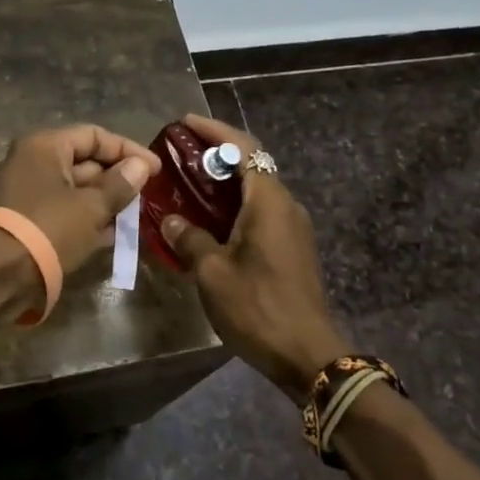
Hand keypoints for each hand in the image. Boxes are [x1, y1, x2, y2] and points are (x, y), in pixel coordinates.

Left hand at [0, 124, 158, 273]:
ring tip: (135, 216)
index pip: (94, 135)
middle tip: (146, 196)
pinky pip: (63, 210)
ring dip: (104, 201)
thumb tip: (140, 166)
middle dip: (116, 178)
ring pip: (75, 188)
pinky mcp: (26, 219)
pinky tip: (112, 234)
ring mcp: (26, 191)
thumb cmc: (48, 230)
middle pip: (84, 161)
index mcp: (44, 146)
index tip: (156, 170)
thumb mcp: (91, 207)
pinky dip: (86, 218)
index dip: (128, 150)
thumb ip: (119, 184)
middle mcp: (32, 161)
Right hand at [161, 114, 348, 399]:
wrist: (310, 357)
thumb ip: (189, 238)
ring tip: (187, 182)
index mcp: (269, 201)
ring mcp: (292, 227)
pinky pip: (259, 211)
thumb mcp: (212, 272)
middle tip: (179, 152)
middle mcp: (285, 204)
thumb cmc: (258, 307)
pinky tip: (207, 219)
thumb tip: (170, 220)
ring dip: (223, 181)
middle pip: (250, 164)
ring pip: (255, 189)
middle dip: (215, 153)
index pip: (243, 148)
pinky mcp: (292, 248)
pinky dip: (233, 204)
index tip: (184, 122)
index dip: (214, 130)